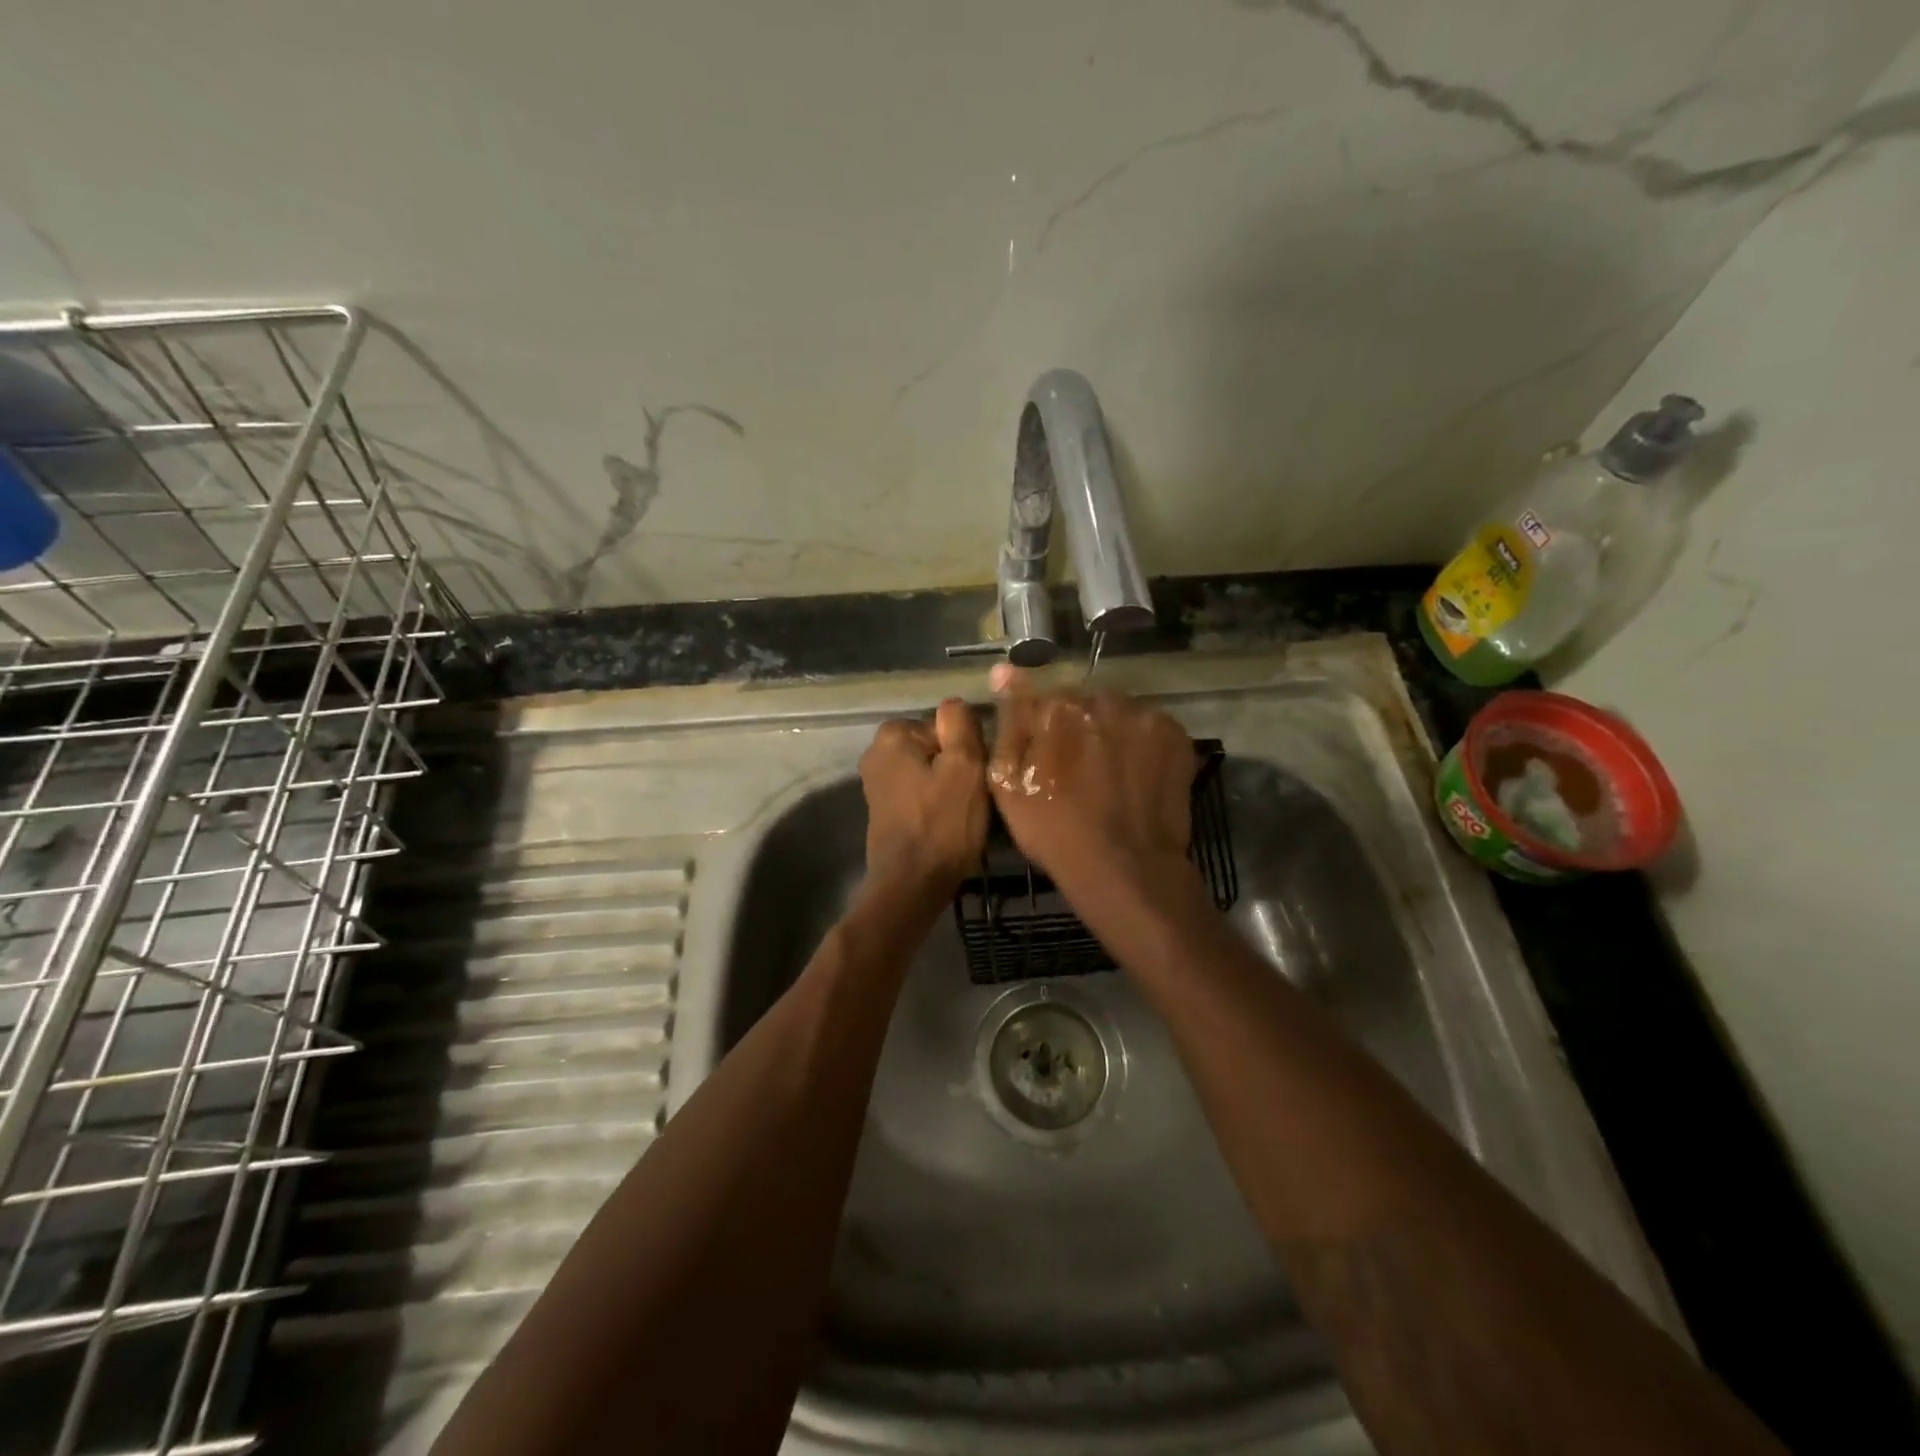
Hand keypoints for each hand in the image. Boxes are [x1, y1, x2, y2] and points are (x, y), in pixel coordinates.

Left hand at [858, 699, 988, 893]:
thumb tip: (954, 704)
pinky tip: (949, 825)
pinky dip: (936, 804)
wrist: (912, 884)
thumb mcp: (965, 765)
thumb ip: (961, 725)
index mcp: (892, 734)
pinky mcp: (884, 810)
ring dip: (950, 788)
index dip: (967, 749)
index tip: (975, 775)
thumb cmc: (943, 823)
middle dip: (957, 768)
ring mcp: (877, 783)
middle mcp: (876, 752)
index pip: (946, 726)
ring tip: (963, 814)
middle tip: (973, 796)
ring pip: (931, 772)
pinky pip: (921, 794)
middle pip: (937, 748)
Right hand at [987, 666, 1197, 900]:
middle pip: (1085, 705)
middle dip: (1081, 729)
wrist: (1125, 867)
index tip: (1049, 760)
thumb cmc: (1054, 830)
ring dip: (1113, 734)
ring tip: (1112, 776)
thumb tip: (1005, 669)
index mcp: (1058, 708)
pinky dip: (1143, 746)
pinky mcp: (1176, 736)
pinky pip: (1150, 728)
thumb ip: (1009, 720)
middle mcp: (1103, 700)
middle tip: (1081, 772)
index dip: (1046, 732)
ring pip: (1120, 714)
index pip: (1045, 701)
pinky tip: (1137, 777)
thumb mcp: (1008, 782)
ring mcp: (1144, 717)